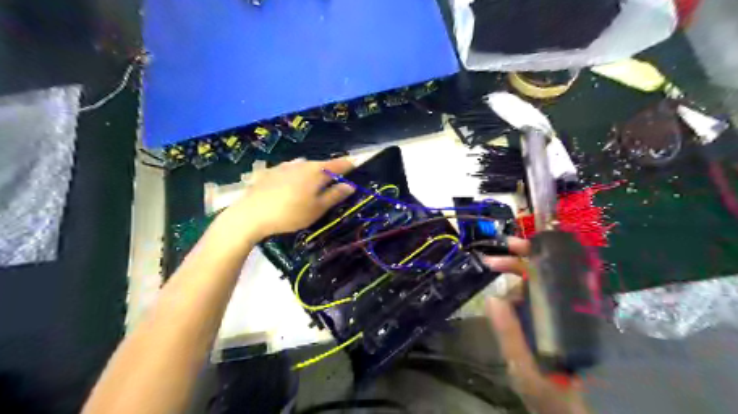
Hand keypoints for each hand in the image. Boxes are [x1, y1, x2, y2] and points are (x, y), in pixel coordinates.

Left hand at [222, 158, 353, 242]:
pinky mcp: (270, 172)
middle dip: (331, 172)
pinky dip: (297, 176)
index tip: (357, 168)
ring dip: (313, 174)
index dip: (350, 165)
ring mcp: (284, 166)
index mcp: (317, 171)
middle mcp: (302, 163)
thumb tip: (350, 185)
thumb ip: (335, 195)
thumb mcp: (317, 209)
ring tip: (313, 187)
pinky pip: (290, 171)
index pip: (339, 164)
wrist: (250, 215)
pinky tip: (292, 187)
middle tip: (335, 184)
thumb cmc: (290, 213)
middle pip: (322, 165)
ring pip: (305, 167)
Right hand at [482, 236, 591, 413]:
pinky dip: (514, 293)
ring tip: (494, 285)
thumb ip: (510, 336)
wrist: (562, 411)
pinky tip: (502, 299)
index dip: (533, 255)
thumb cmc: (550, 392)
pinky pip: (530, 300)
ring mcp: (556, 315)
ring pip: (535, 286)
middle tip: (490, 261)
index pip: (554, 273)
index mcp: (568, 317)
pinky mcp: (547, 322)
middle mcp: (566, 310)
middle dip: (516, 261)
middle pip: (544, 274)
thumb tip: (492, 298)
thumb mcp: (525, 367)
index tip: (509, 247)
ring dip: (512, 278)